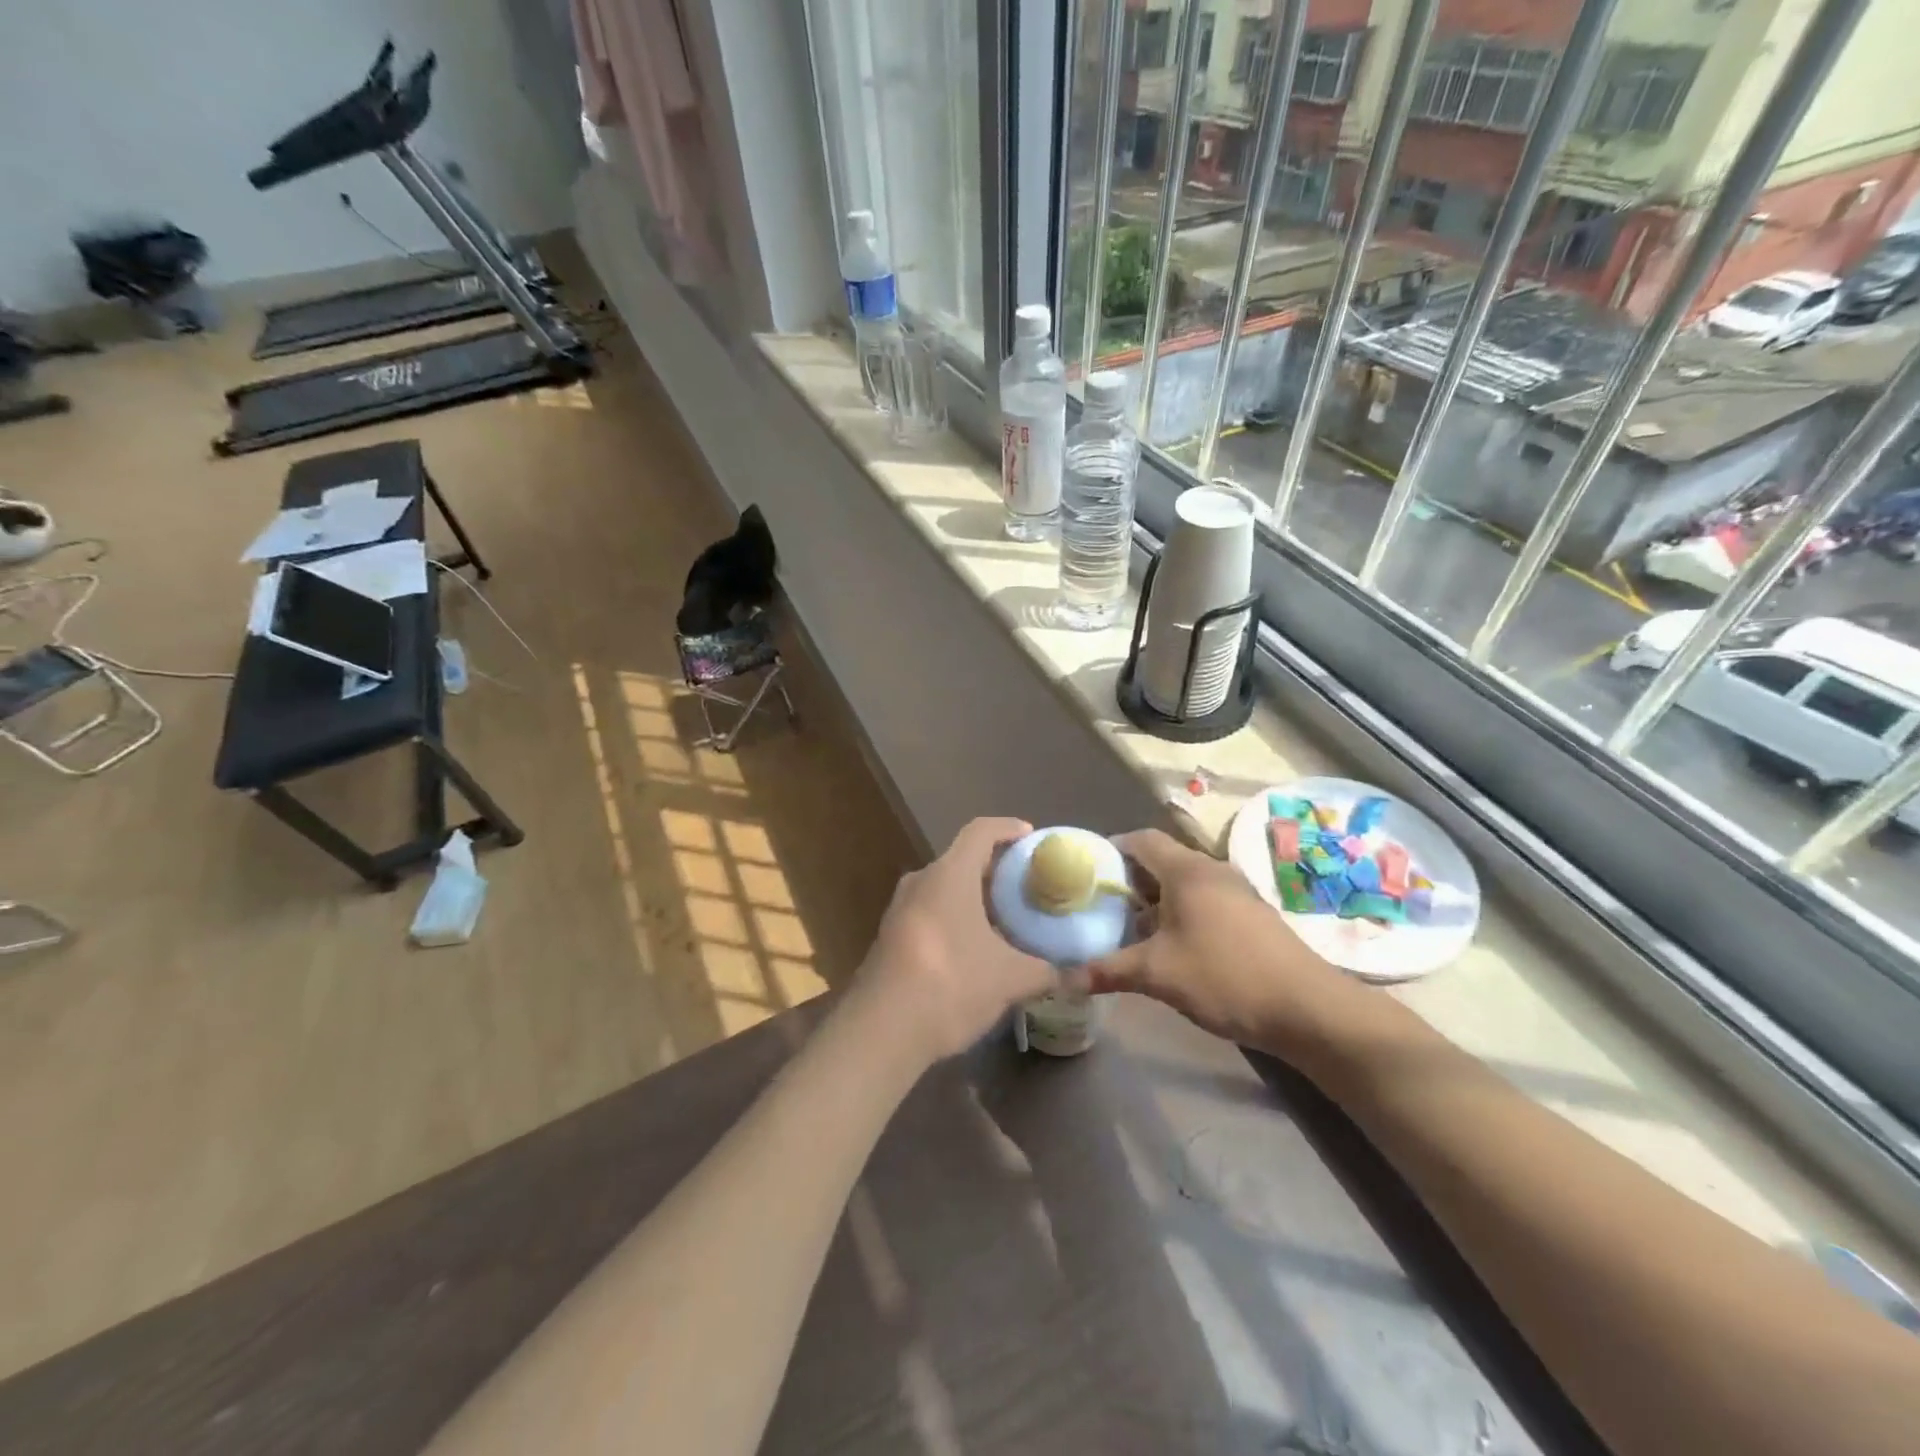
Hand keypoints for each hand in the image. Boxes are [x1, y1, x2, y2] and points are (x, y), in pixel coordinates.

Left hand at [851, 817, 1053, 1066]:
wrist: (881, 1030)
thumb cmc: (951, 984)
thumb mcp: (1010, 979)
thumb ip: (1048, 971)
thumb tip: (1080, 974)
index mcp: (949, 875)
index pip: (980, 831)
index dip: (1008, 828)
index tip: (1031, 836)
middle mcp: (921, 881)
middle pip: (962, 860)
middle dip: (996, 869)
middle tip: (1027, 886)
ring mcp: (900, 909)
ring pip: (945, 889)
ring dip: (974, 898)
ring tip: (1007, 919)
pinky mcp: (890, 937)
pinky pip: (930, 912)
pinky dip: (956, 918)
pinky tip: (976, 949)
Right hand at [1087, 828, 1348, 1048]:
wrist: (1308, 1008)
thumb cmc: (1225, 977)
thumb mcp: (1158, 974)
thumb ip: (1109, 970)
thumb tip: (1065, 979)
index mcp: (1187, 871)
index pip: (1140, 839)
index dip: (1111, 849)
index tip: (1088, 873)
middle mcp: (1212, 871)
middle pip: (1161, 860)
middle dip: (1130, 880)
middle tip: (1103, 906)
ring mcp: (1237, 892)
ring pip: (1184, 883)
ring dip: (1156, 900)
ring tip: (1132, 929)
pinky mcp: (1252, 915)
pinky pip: (1205, 900)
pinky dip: (1182, 912)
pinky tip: (1173, 946)